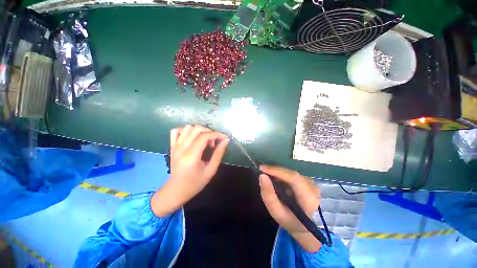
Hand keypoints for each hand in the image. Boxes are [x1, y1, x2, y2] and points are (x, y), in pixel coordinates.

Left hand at [151, 125, 228, 216]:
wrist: (176, 190)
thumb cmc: (195, 183)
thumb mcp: (211, 170)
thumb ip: (218, 154)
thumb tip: (226, 140)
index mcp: (191, 155)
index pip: (205, 136)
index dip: (217, 134)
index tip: (225, 138)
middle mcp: (181, 148)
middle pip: (197, 129)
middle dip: (210, 132)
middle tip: (214, 142)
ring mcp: (175, 146)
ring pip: (188, 127)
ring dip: (200, 131)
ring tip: (205, 140)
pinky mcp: (172, 146)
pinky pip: (176, 131)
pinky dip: (186, 130)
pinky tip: (192, 137)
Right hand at [259, 165, 321, 251]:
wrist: (304, 226)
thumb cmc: (289, 220)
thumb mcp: (276, 212)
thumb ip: (268, 195)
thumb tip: (262, 176)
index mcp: (308, 199)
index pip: (294, 179)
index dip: (277, 171)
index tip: (262, 168)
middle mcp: (313, 188)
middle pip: (291, 174)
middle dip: (275, 170)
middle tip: (262, 169)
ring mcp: (311, 183)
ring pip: (291, 173)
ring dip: (278, 172)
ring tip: (267, 173)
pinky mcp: (308, 181)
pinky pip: (292, 174)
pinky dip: (282, 174)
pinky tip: (275, 177)